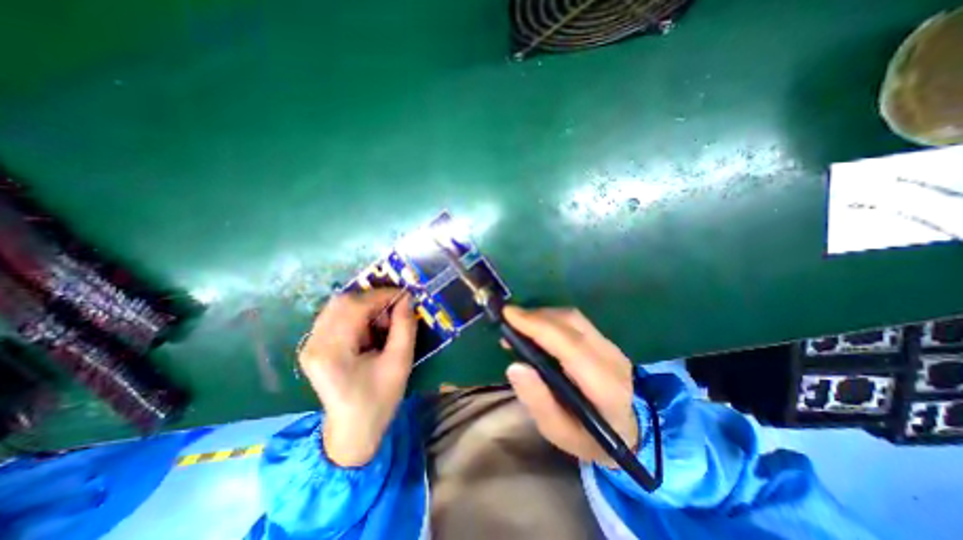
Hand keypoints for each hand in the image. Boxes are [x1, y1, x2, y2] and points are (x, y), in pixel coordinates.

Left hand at [298, 288, 416, 465]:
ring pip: (339, 306)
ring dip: (366, 306)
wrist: (353, 431)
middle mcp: (314, 343)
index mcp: (332, 352)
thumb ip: (405, 327)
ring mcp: (310, 344)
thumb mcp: (400, 363)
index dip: (382, 295)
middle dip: (373, 299)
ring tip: (384, 321)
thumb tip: (407, 298)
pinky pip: (336, 316)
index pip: (355, 306)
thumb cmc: (379, 400)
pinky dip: (358, 314)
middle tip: (395, 308)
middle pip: (342, 301)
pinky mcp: (315, 346)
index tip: (405, 294)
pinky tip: (371, 328)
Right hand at [505, 309, 636, 468]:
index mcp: (604, 387)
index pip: (570, 346)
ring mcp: (610, 345)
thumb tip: (514, 366)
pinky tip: (535, 328)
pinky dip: (550, 319)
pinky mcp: (604, 339)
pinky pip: (573, 320)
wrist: (629, 431)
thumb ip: (538, 401)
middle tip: (507, 320)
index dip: (538, 326)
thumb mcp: (559, 432)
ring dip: (541, 315)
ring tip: (518, 325)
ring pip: (572, 317)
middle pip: (571, 323)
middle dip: (535, 317)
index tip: (508, 315)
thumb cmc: (589, 437)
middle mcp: (611, 358)